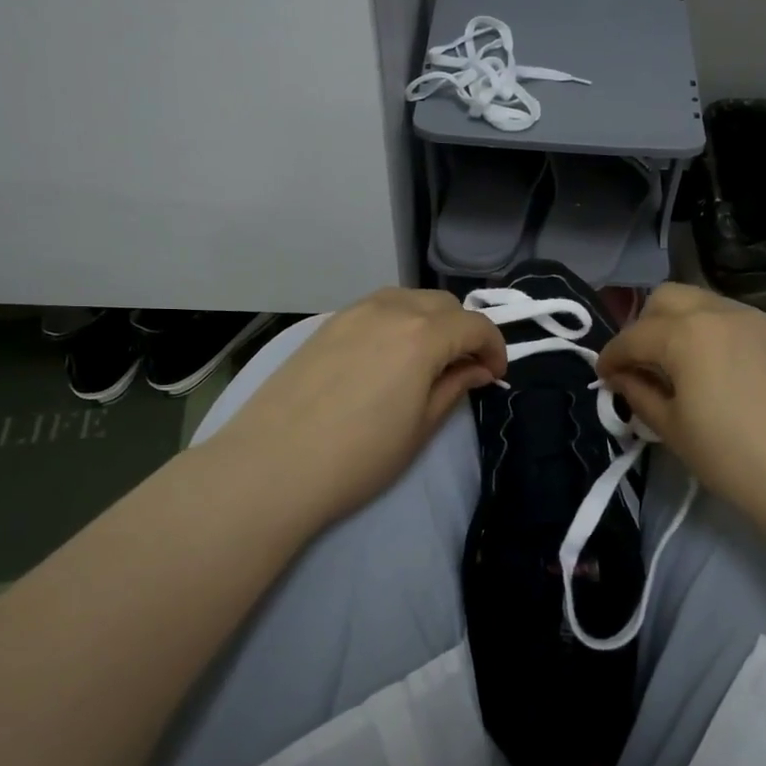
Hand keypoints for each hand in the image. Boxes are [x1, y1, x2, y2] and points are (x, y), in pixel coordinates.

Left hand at [211, 288, 505, 529]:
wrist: (271, 466)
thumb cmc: (358, 456)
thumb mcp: (420, 428)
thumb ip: (455, 387)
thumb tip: (477, 368)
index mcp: (422, 335)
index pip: (475, 325)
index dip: (494, 348)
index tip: (494, 376)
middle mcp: (390, 309)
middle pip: (443, 304)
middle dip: (464, 331)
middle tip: (463, 369)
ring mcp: (353, 312)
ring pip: (408, 299)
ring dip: (430, 321)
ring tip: (426, 360)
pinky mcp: (325, 324)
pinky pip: (376, 308)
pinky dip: (397, 321)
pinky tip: (387, 356)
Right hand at [597, 284, 765, 534]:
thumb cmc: (732, 458)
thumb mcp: (673, 429)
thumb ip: (639, 394)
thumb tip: (620, 378)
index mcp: (685, 334)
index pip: (633, 336)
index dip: (611, 356)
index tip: (603, 377)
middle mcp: (718, 313)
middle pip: (666, 299)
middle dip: (643, 326)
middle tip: (641, 365)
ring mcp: (755, 320)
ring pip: (702, 303)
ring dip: (678, 324)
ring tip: (678, 366)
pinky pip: (732, 319)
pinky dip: (711, 332)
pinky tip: (715, 370)